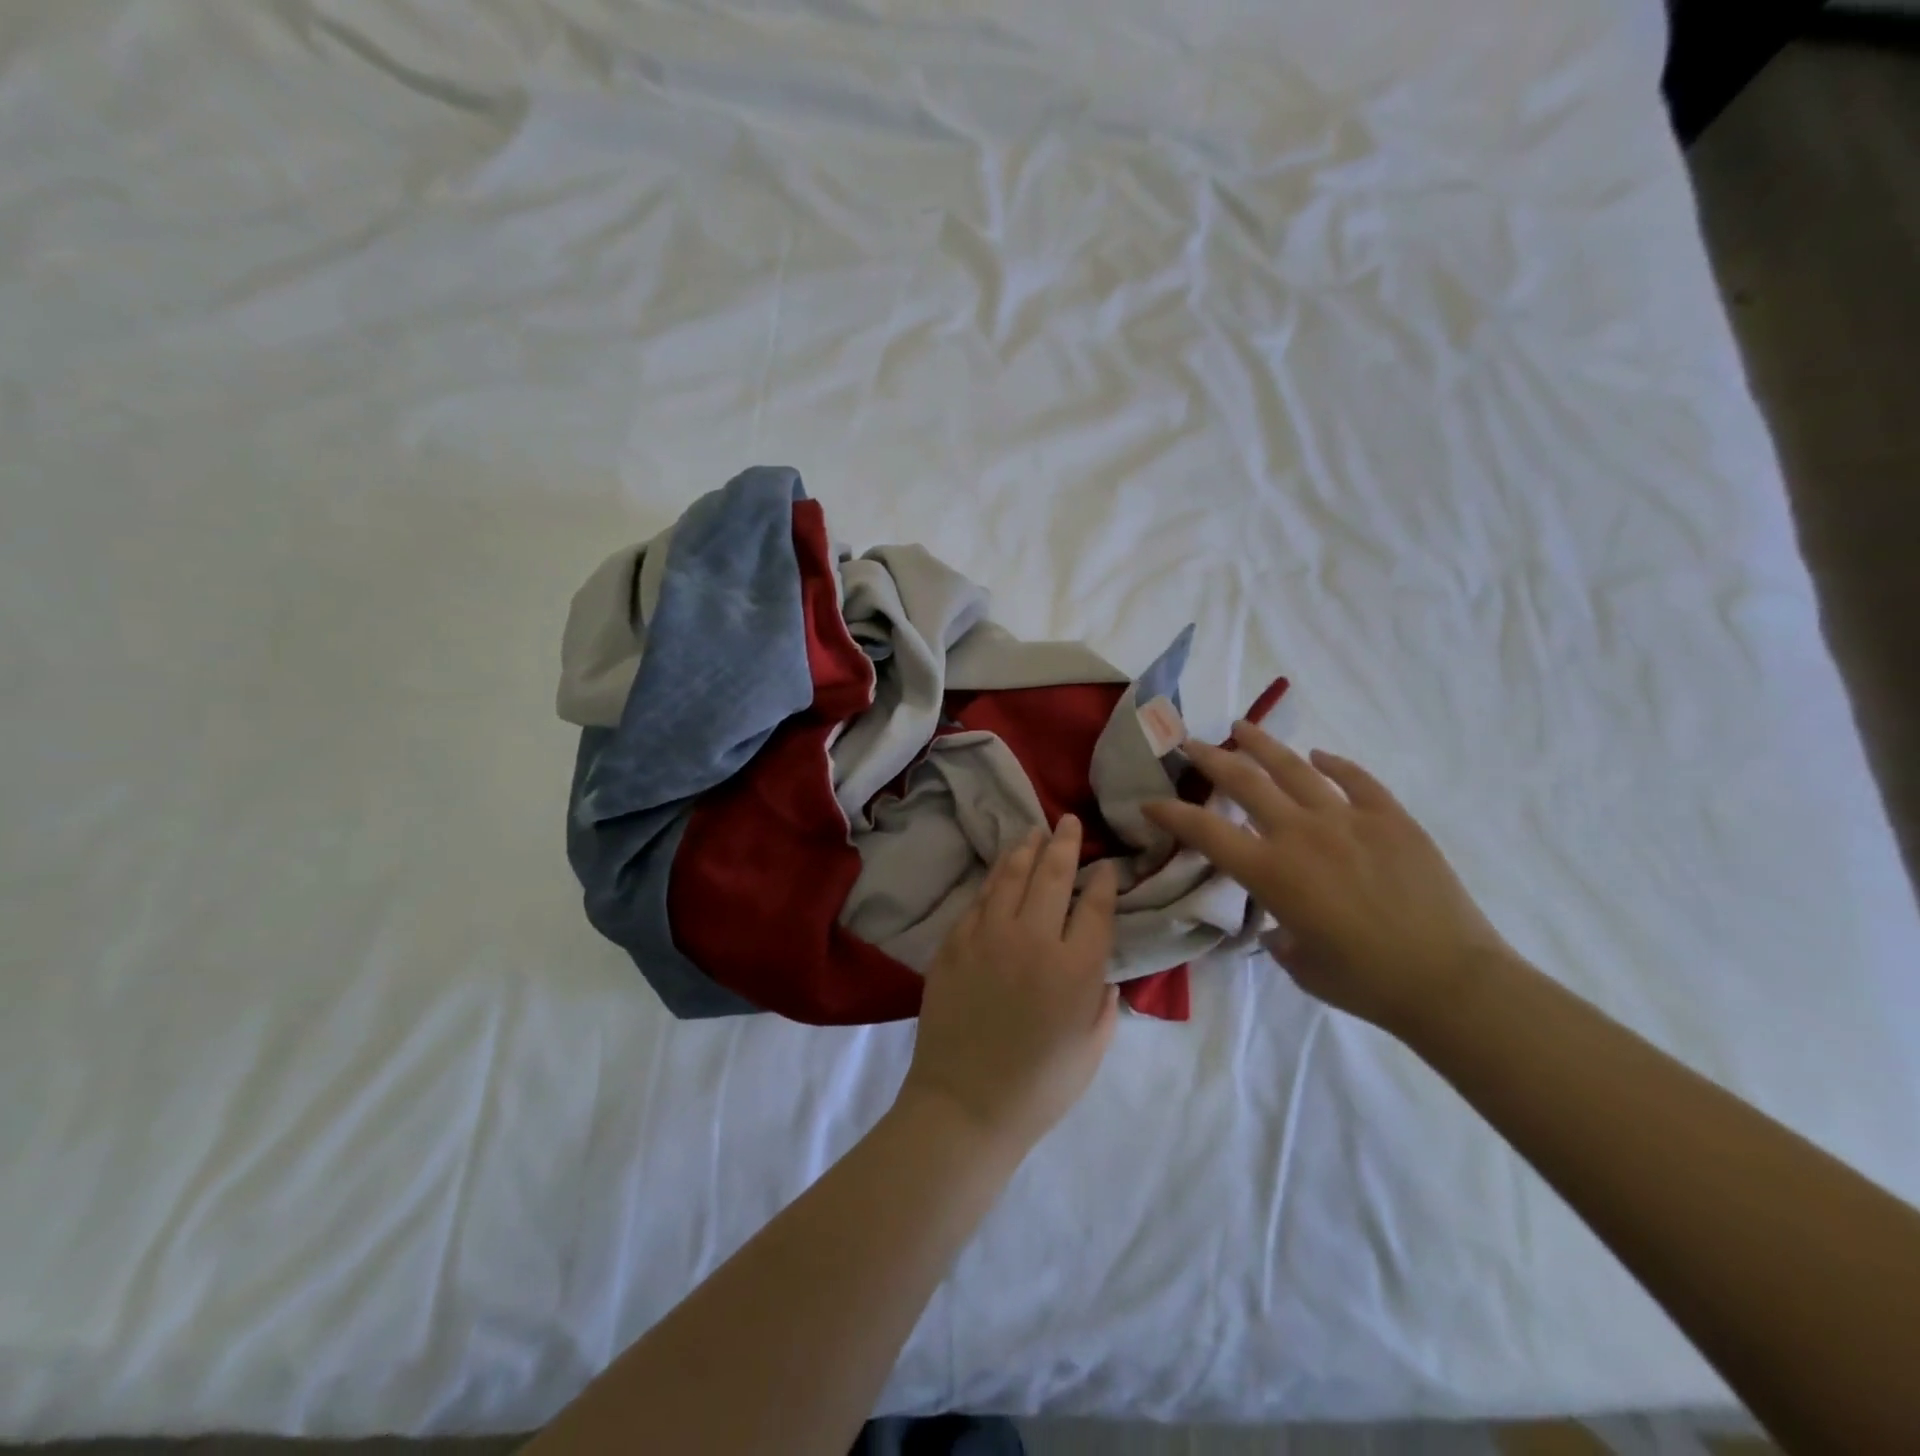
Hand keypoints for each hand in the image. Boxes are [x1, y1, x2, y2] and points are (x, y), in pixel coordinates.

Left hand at [899, 816, 1119, 1155]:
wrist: (965, 1103)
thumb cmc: (1039, 1086)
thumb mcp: (1093, 1048)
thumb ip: (1103, 999)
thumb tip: (1101, 967)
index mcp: (1076, 968)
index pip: (1096, 906)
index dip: (1104, 880)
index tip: (1106, 866)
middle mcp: (1034, 940)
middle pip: (1053, 875)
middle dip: (1064, 843)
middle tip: (1068, 822)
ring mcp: (989, 936)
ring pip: (1011, 876)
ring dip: (1026, 849)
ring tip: (1035, 832)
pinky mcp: (955, 942)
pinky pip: (979, 898)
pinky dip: (994, 877)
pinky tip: (1001, 868)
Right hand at [1143, 722, 1512, 1033]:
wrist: (1450, 982)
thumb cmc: (1365, 983)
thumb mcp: (1300, 963)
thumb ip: (1279, 935)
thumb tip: (1280, 923)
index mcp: (1272, 873)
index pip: (1206, 832)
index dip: (1171, 814)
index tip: (1150, 802)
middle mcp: (1301, 835)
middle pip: (1245, 782)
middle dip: (1211, 759)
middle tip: (1191, 743)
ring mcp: (1349, 820)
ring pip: (1295, 768)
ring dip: (1262, 745)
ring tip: (1242, 727)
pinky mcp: (1391, 819)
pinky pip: (1357, 780)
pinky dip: (1334, 764)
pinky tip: (1319, 756)